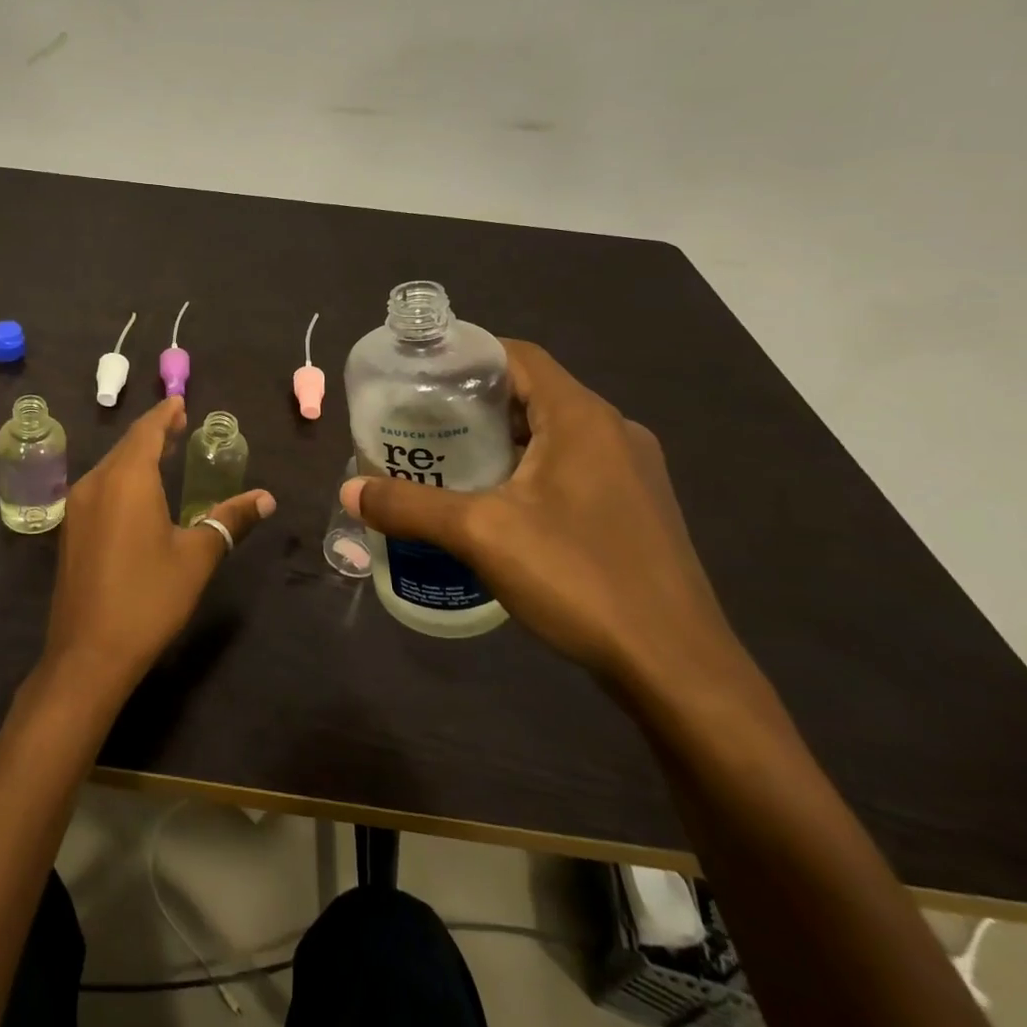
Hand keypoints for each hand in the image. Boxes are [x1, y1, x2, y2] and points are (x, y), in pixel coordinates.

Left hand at [43, 397, 274, 699]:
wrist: (87, 654)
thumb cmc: (148, 598)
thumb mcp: (197, 557)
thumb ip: (230, 520)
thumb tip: (266, 498)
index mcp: (127, 479)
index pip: (146, 431)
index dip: (164, 414)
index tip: (180, 402)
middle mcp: (96, 483)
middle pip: (126, 446)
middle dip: (152, 433)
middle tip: (178, 425)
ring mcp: (77, 508)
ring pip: (110, 467)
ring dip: (136, 456)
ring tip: (163, 453)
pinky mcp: (70, 531)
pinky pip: (99, 488)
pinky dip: (121, 477)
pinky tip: (136, 493)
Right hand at [340, 340, 744, 697]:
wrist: (678, 671)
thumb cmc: (580, 579)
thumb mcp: (481, 535)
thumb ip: (410, 506)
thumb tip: (348, 490)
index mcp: (582, 417)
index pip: (518, 355)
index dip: (467, 356)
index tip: (419, 374)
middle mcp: (614, 432)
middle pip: (533, 393)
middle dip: (473, 402)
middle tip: (420, 422)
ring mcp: (632, 473)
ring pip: (553, 434)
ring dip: (501, 439)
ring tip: (447, 460)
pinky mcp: (636, 510)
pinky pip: (572, 468)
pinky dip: (528, 469)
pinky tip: (496, 505)